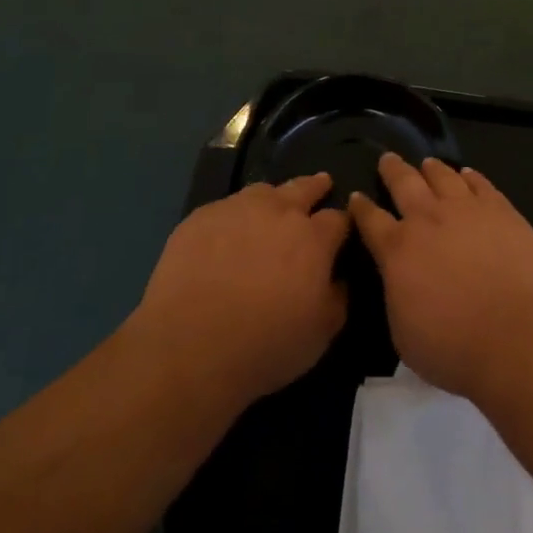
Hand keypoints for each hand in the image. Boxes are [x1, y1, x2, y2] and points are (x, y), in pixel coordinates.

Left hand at [135, 174, 350, 408]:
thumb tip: (340, 278)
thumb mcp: (321, 333)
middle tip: (321, 183)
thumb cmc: (265, 346)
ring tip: (273, 205)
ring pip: (262, 191)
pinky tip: (228, 233)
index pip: (338, 218)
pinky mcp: (199, 219)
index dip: (343, 223)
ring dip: (274, 197)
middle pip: (303, 188)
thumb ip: (338, 297)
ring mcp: (235, 210)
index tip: (343, 229)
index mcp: (313, 238)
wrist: (189, 349)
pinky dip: (235, 215)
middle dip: (316, 186)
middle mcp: (278, 212)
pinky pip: (225, 207)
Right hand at [349, 155, 532, 402]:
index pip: (370, 219)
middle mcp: (428, 219)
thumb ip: (396, 295)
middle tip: (387, 159)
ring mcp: (467, 210)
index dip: (360, 207)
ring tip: (428, 163)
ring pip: (443, 176)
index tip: (356, 196)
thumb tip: (398, 278)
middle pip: (404, 183)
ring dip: (431, 168)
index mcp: (397, 249)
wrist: (516, 335)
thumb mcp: (403, 333)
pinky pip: (481, 184)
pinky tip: (468, 174)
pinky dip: (470, 176)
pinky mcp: (502, 210)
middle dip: (392, 170)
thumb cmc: (453, 347)